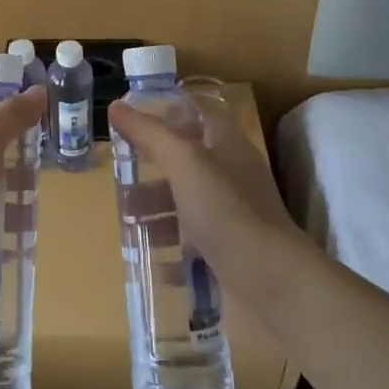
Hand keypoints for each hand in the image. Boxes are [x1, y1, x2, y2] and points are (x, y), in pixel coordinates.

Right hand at [106, 93, 313, 304]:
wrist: (272, 283)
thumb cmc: (226, 210)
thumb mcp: (185, 162)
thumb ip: (150, 133)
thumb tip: (116, 106)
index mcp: (226, 145)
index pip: (196, 114)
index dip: (166, 113)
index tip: (130, 121)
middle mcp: (230, 175)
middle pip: (185, 162)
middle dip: (151, 170)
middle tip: (119, 179)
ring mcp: (231, 215)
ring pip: (185, 204)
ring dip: (155, 212)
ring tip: (127, 223)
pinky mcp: (229, 251)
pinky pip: (193, 245)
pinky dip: (172, 251)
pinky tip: (155, 262)